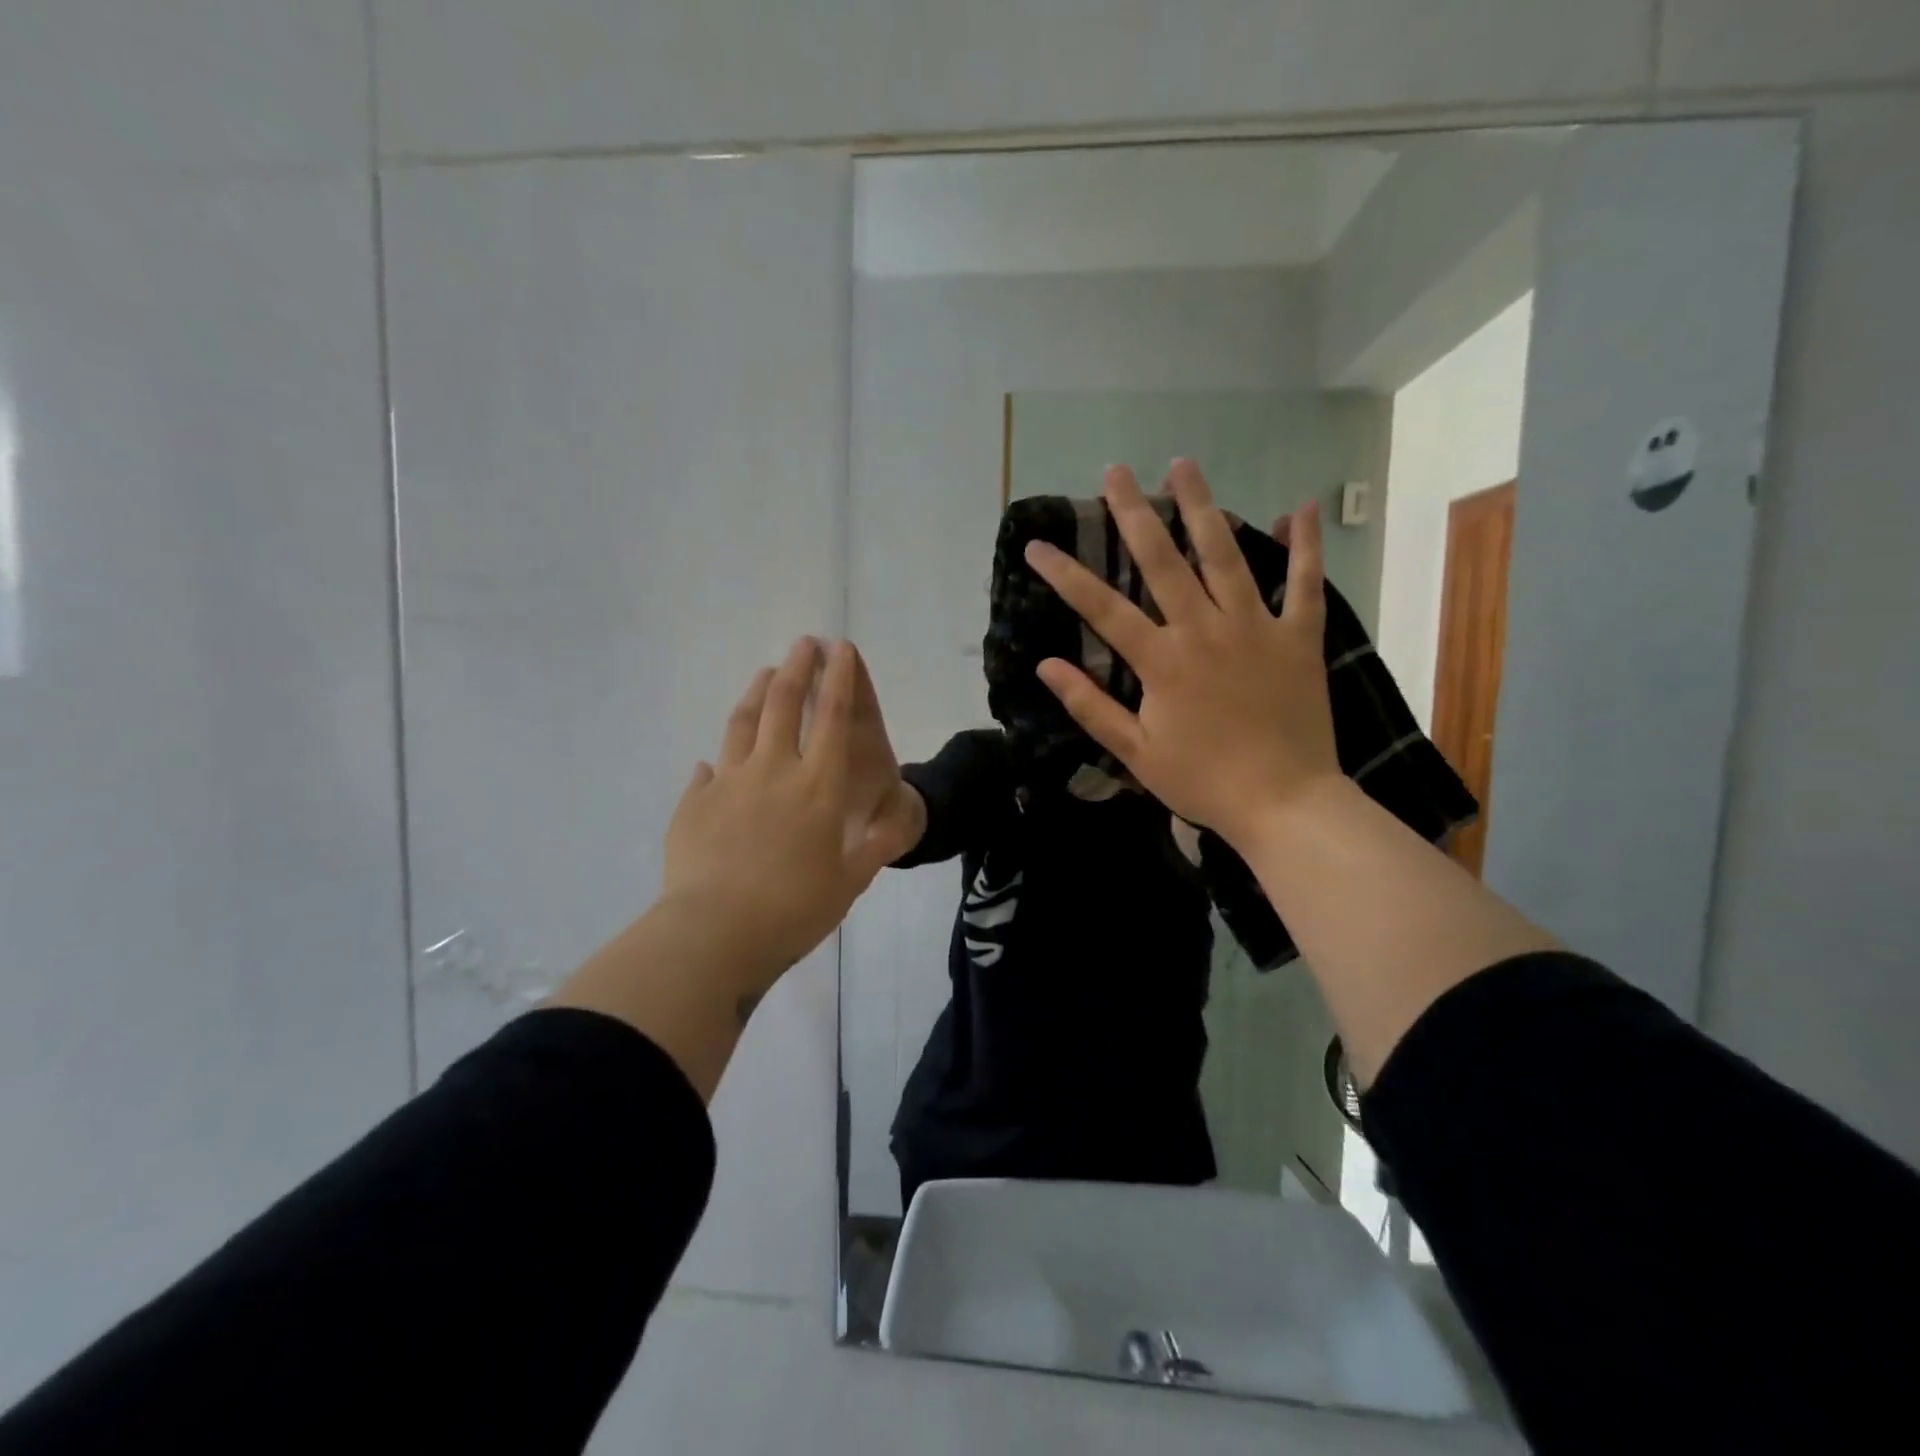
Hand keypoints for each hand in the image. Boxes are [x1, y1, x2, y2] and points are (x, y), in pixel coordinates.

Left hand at [660, 638, 921, 982]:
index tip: (841, 649)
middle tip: (804, 643)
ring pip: (744, 722)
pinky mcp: (694, 802)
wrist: (715, 933)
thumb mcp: (850, 883)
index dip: (840, 679)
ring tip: (765, 673)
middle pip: (785, 703)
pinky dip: (717, 758)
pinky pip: (708, 771)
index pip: (834, 719)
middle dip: (798, 667)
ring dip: (757, 692)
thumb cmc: (794, 910)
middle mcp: (775, 771)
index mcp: (819, 787)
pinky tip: (714, 758)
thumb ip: (873, 848)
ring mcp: (729, 782)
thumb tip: (893, 824)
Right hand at [1022, 460, 1341, 851]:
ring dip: (1202, 508)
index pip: (1102, 607)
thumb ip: (1091, 706)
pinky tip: (1300, 507)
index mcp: (1161, 661)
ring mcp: (1256, 628)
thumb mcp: (1135, 753)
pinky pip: (1306, 583)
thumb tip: (1046, 665)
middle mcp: (1204, 630)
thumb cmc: (1202, 781)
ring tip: (1184, 465)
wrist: (1284, 803)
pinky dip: (1306, 545)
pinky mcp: (1299, 637)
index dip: (1065, 574)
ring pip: (1225, 556)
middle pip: (1163, 561)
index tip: (1036, 545)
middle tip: (1115, 472)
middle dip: (1134, 513)